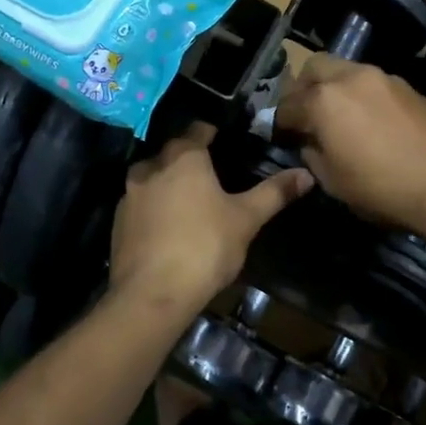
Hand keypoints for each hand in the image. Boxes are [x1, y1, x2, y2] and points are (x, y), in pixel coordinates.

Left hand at [108, 123, 312, 319]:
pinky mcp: (118, 222)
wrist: (152, 295)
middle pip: (174, 153)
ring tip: (192, 202)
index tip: (228, 142)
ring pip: (154, 178)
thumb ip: (275, 192)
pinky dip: (155, 209)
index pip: (199, 129)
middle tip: (215, 175)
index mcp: (183, 157)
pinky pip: (141, 205)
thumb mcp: (247, 219)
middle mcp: (151, 166)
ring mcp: (129, 194)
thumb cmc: (205, 247)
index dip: (214, 133)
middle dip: (192, 160)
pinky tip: (170, 228)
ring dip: (170, 184)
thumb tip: (307, 173)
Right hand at [273, 55, 425, 235]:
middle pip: (314, 68)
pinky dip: (360, 94)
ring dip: (334, 88)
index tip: (283, 137)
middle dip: (304, 88)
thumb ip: (312, 152)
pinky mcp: (407, 86)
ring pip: (345, 70)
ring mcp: (382, 77)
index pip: (287, 104)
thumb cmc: (381, 189)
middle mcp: (350, 77)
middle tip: (307, 115)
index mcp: (323, 100)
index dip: (280, 123)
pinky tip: (369, 121)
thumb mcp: (332, 181)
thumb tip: (309, 140)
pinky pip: (371, 82)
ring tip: (340, 118)